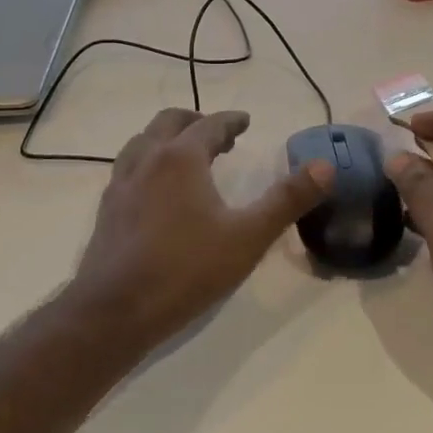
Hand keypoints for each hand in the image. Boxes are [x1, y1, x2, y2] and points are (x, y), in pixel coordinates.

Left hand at [67, 108, 331, 356]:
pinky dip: (148, 161)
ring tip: (187, 156)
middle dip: (196, 122)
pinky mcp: (106, 209)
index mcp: (181, 158)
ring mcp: (121, 183)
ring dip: (168, 138)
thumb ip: (287, 200)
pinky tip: (156, 189)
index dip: (231, 121)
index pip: (210, 124)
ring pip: (143, 141)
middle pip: (169, 122)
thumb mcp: (248, 237)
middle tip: (219, 137)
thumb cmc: (186, 269)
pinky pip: (128, 167)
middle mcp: (148, 160)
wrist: (114, 312)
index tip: (245, 122)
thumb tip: (326, 167)